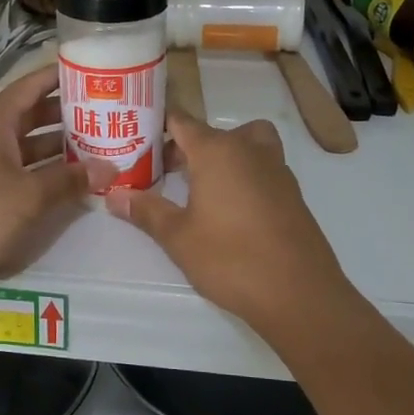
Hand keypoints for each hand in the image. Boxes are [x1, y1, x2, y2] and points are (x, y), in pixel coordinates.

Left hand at [0, 63, 114, 303]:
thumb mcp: (30, 195)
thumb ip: (70, 179)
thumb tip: (109, 168)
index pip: (30, 86)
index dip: (60, 76)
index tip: (94, 70)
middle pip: (33, 115)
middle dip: (68, 115)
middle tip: (108, 113)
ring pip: (29, 146)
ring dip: (60, 146)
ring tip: (100, 146)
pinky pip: (22, 172)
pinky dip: (46, 173)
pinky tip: (75, 180)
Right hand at [106, 114, 348, 327]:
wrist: (299, 293)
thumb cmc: (231, 258)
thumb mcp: (178, 237)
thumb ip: (147, 211)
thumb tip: (114, 196)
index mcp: (217, 151)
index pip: (182, 121)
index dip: (158, 126)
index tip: (136, 139)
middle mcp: (249, 150)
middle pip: (212, 133)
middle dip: (185, 147)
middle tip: (162, 173)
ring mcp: (276, 169)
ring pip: (244, 145)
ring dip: (221, 156)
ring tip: (200, 187)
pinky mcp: (291, 193)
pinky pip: (261, 167)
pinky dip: (243, 174)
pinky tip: (229, 210)